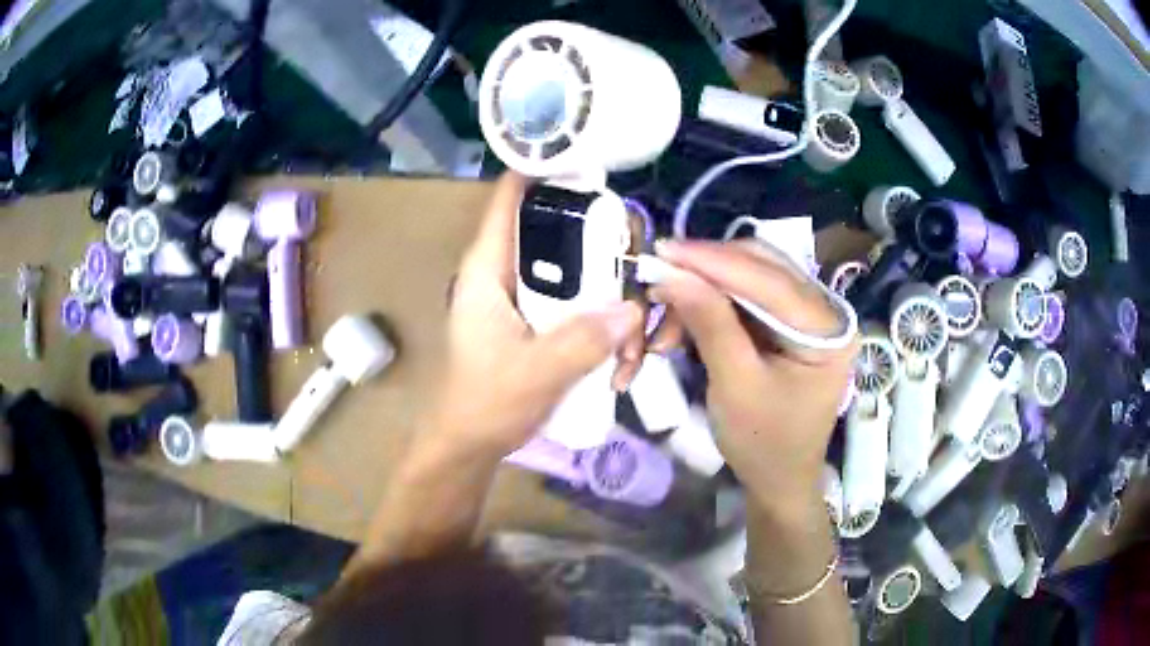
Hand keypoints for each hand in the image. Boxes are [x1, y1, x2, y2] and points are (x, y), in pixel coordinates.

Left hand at [426, 173, 643, 458]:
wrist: (471, 445)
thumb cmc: (486, 404)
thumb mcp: (535, 372)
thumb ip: (583, 339)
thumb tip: (633, 308)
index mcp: (489, 268)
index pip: (511, 198)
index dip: (545, 171)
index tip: (592, 166)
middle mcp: (508, 272)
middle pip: (561, 231)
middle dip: (604, 248)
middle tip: (639, 269)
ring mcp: (527, 297)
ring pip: (579, 272)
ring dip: (613, 299)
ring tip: (633, 344)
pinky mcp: (541, 321)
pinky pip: (582, 304)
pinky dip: (606, 324)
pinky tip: (621, 360)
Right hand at [650, 239, 856, 515]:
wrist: (779, 480)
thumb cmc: (764, 444)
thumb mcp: (735, 386)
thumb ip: (710, 324)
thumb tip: (672, 273)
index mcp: (828, 329)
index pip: (770, 280)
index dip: (714, 261)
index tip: (663, 250)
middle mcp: (824, 310)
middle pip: (762, 267)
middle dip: (706, 272)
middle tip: (658, 278)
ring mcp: (806, 314)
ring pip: (749, 277)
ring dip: (703, 289)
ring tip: (665, 313)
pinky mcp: (786, 324)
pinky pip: (745, 298)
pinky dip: (710, 305)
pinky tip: (683, 322)